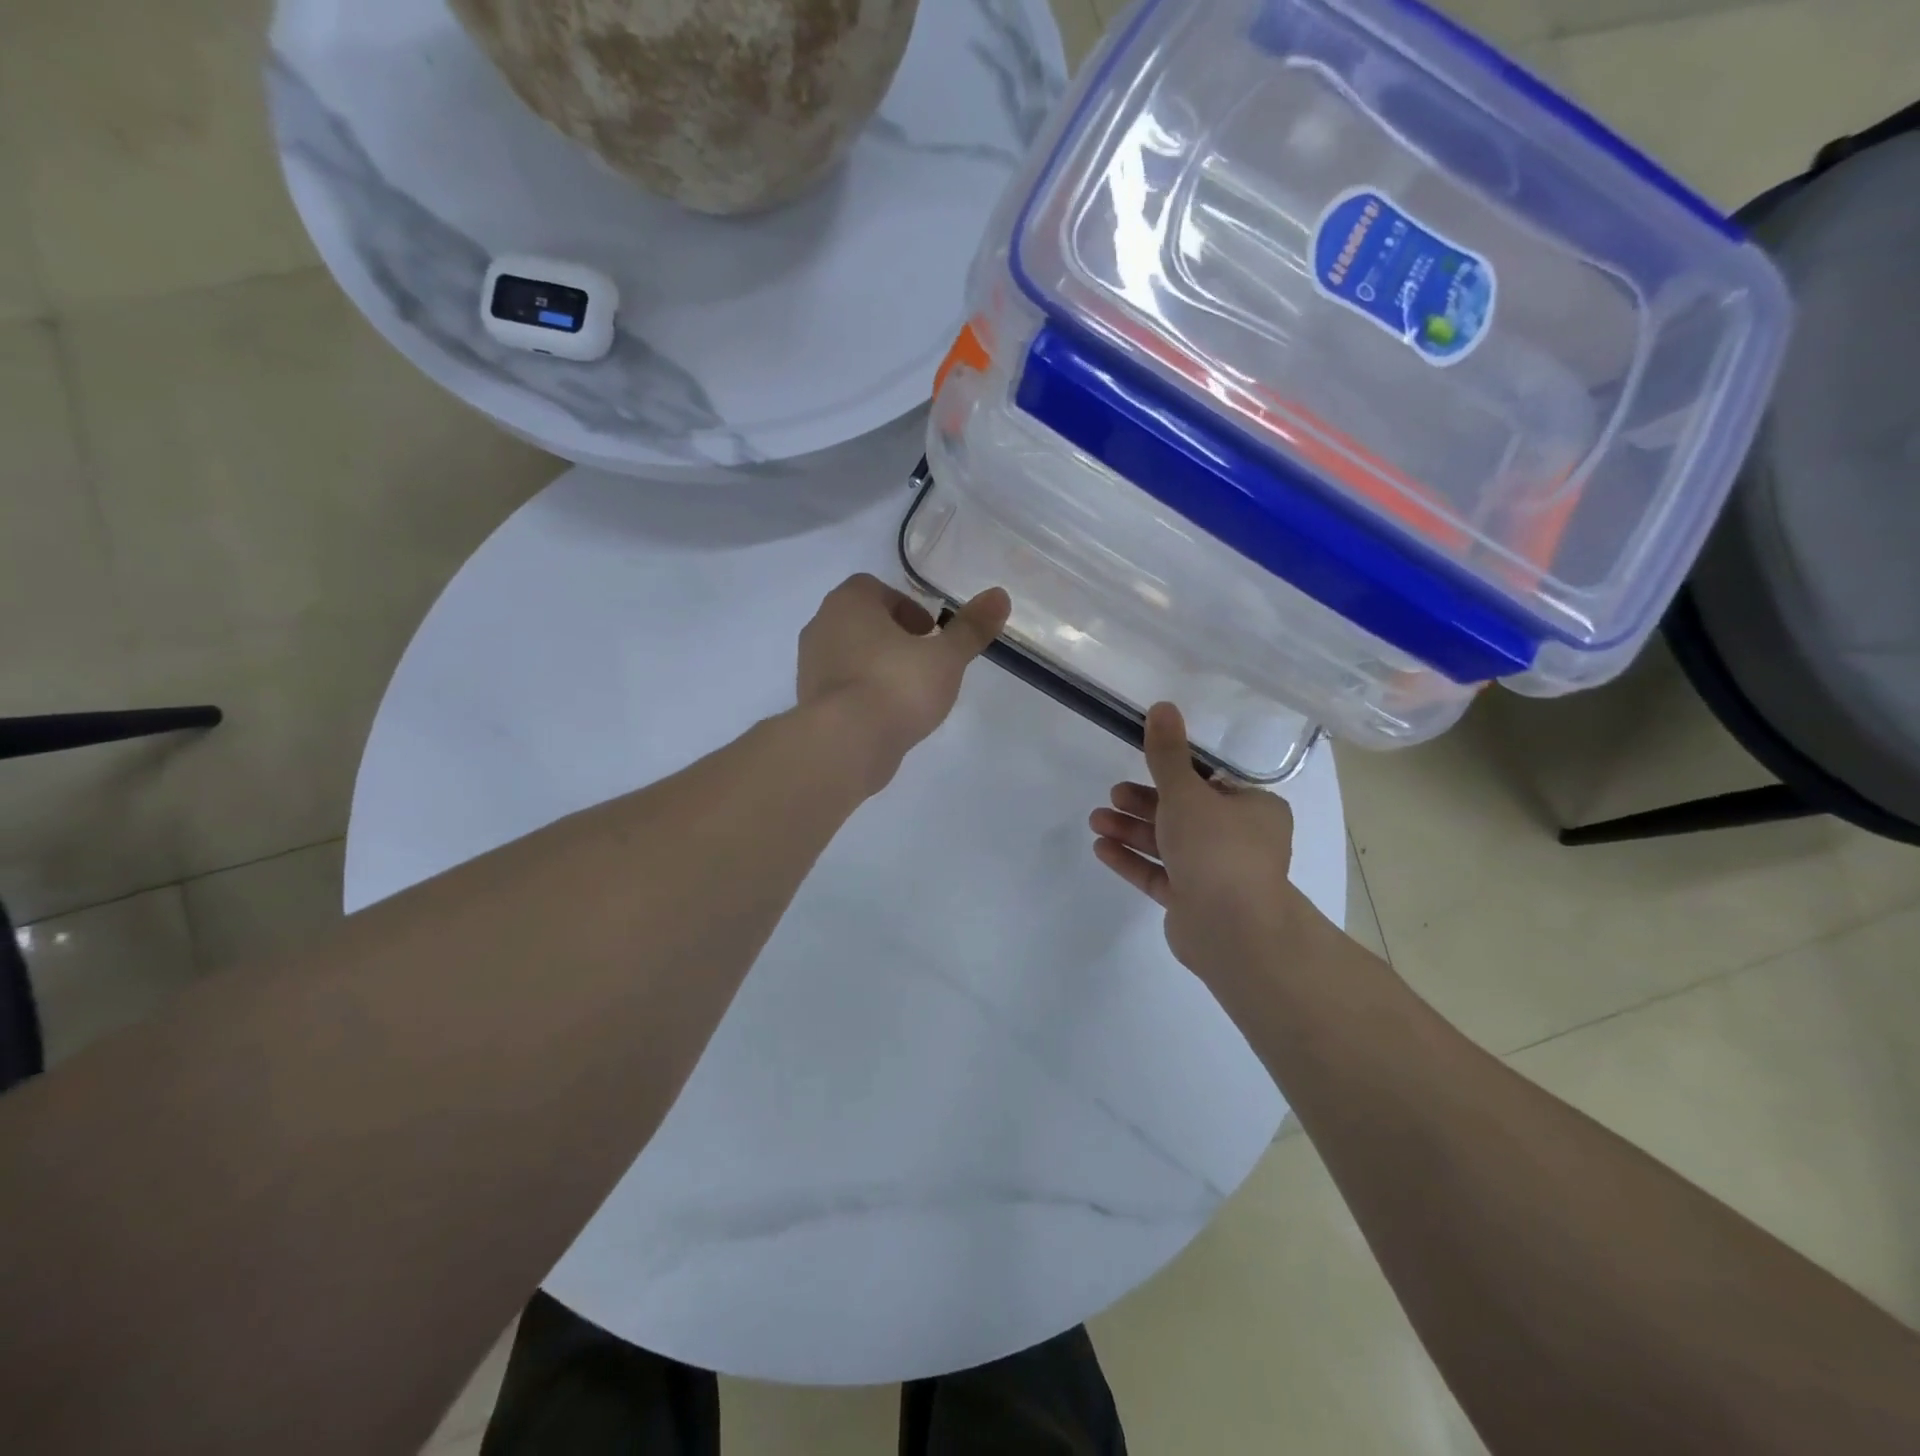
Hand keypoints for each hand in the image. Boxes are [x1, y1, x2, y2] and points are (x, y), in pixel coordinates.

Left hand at [797, 574, 1010, 791]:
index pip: (874, 588)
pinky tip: (888, 717)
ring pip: (851, 655)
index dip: (906, 607)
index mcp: (848, 603)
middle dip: (893, 637)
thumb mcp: (946, 657)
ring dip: (878, 666)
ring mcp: (809, 667)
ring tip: (909, 694)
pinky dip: (864, 694)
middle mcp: (821, 626)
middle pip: (862, 622)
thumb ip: (971, 628)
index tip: (930, 634)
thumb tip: (1000, 596)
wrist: (846, 744)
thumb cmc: (896, 686)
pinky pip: (842, 688)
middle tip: (924, 662)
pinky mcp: (809, 703)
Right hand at [1089, 702, 1305, 986]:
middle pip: (1185, 814)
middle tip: (1112, 795)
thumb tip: (1162, 705)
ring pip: (1169, 845)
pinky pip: (1160, 875)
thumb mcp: (1186, 792)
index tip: (1142, 768)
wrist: (1231, 928)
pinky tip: (1101, 849)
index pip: (1212, 784)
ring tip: (1096, 821)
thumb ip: (1167, 754)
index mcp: (1254, 810)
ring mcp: (1217, 875)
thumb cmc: (1217, 848)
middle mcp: (1240, 840)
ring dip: (1132, 830)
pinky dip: (1133, 860)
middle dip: (1143, 804)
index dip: (1174, 775)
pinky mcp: (1194, 903)